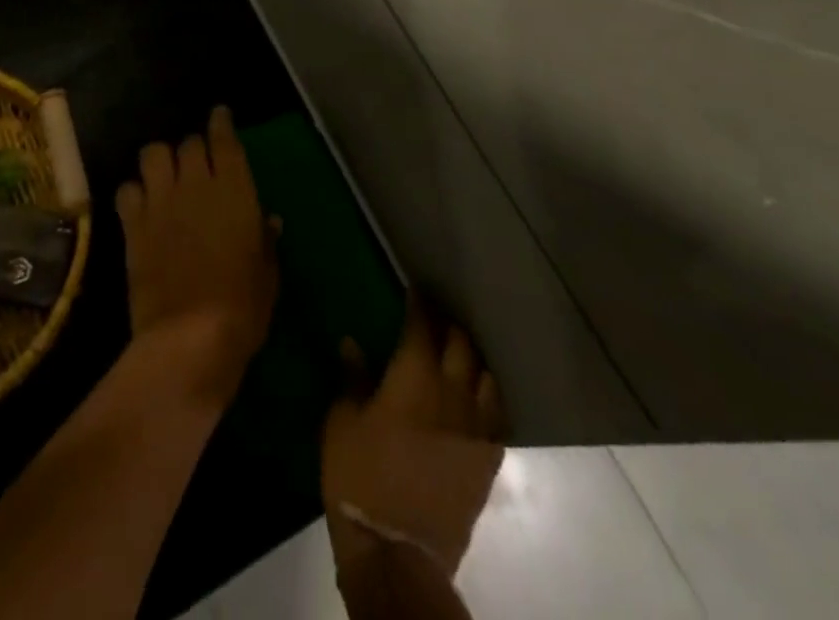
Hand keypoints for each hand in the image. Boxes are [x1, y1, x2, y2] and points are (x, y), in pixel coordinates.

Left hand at [114, 107, 276, 407]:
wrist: (190, 337)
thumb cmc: (243, 307)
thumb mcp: (268, 273)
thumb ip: (265, 239)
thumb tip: (269, 220)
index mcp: (234, 189)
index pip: (224, 139)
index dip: (221, 122)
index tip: (220, 115)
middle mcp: (195, 184)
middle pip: (188, 143)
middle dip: (193, 148)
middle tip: (197, 163)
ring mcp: (161, 201)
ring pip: (153, 154)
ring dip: (160, 160)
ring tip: (165, 175)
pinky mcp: (134, 224)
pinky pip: (127, 189)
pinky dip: (134, 190)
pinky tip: (141, 204)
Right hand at [322, 297, 505, 580]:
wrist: (397, 550)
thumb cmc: (361, 476)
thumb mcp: (342, 422)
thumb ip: (352, 378)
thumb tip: (351, 343)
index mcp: (414, 376)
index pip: (422, 325)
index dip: (419, 303)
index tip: (415, 288)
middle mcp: (452, 392)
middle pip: (461, 344)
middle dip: (448, 325)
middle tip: (436, 318)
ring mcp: (475, 427)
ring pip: (485, 375)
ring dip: (472, 358)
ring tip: (460, 354)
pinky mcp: (487, 459)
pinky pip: (496, 415)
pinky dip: (487, 396)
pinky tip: (477, 396)